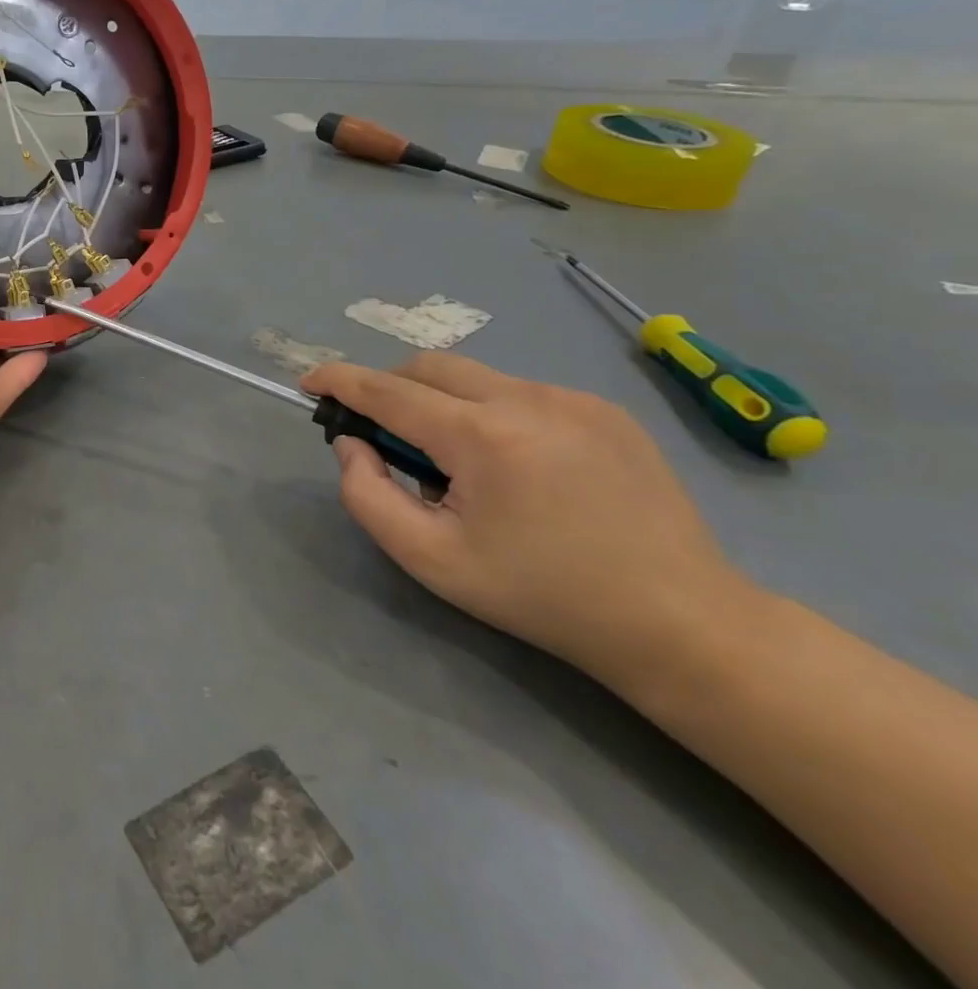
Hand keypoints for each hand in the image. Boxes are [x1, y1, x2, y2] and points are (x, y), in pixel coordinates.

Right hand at [301, 354, 754, 686]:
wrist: (680, 622)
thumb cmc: (541, 596)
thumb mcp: (431, 561)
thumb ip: (368, 496)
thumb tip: (353, 444)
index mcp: (483, 438)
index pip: (387, 390)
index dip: (339, 380)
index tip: (308, 382)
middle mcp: (527, 400)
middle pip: (429, 366)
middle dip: (390, 387)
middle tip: (386, 436)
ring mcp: (573, 399)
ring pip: (476, 377)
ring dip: (443, 404)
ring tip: (461, 465)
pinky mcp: (605, 409)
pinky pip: (521, 392)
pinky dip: (490, 412)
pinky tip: (516, 466)